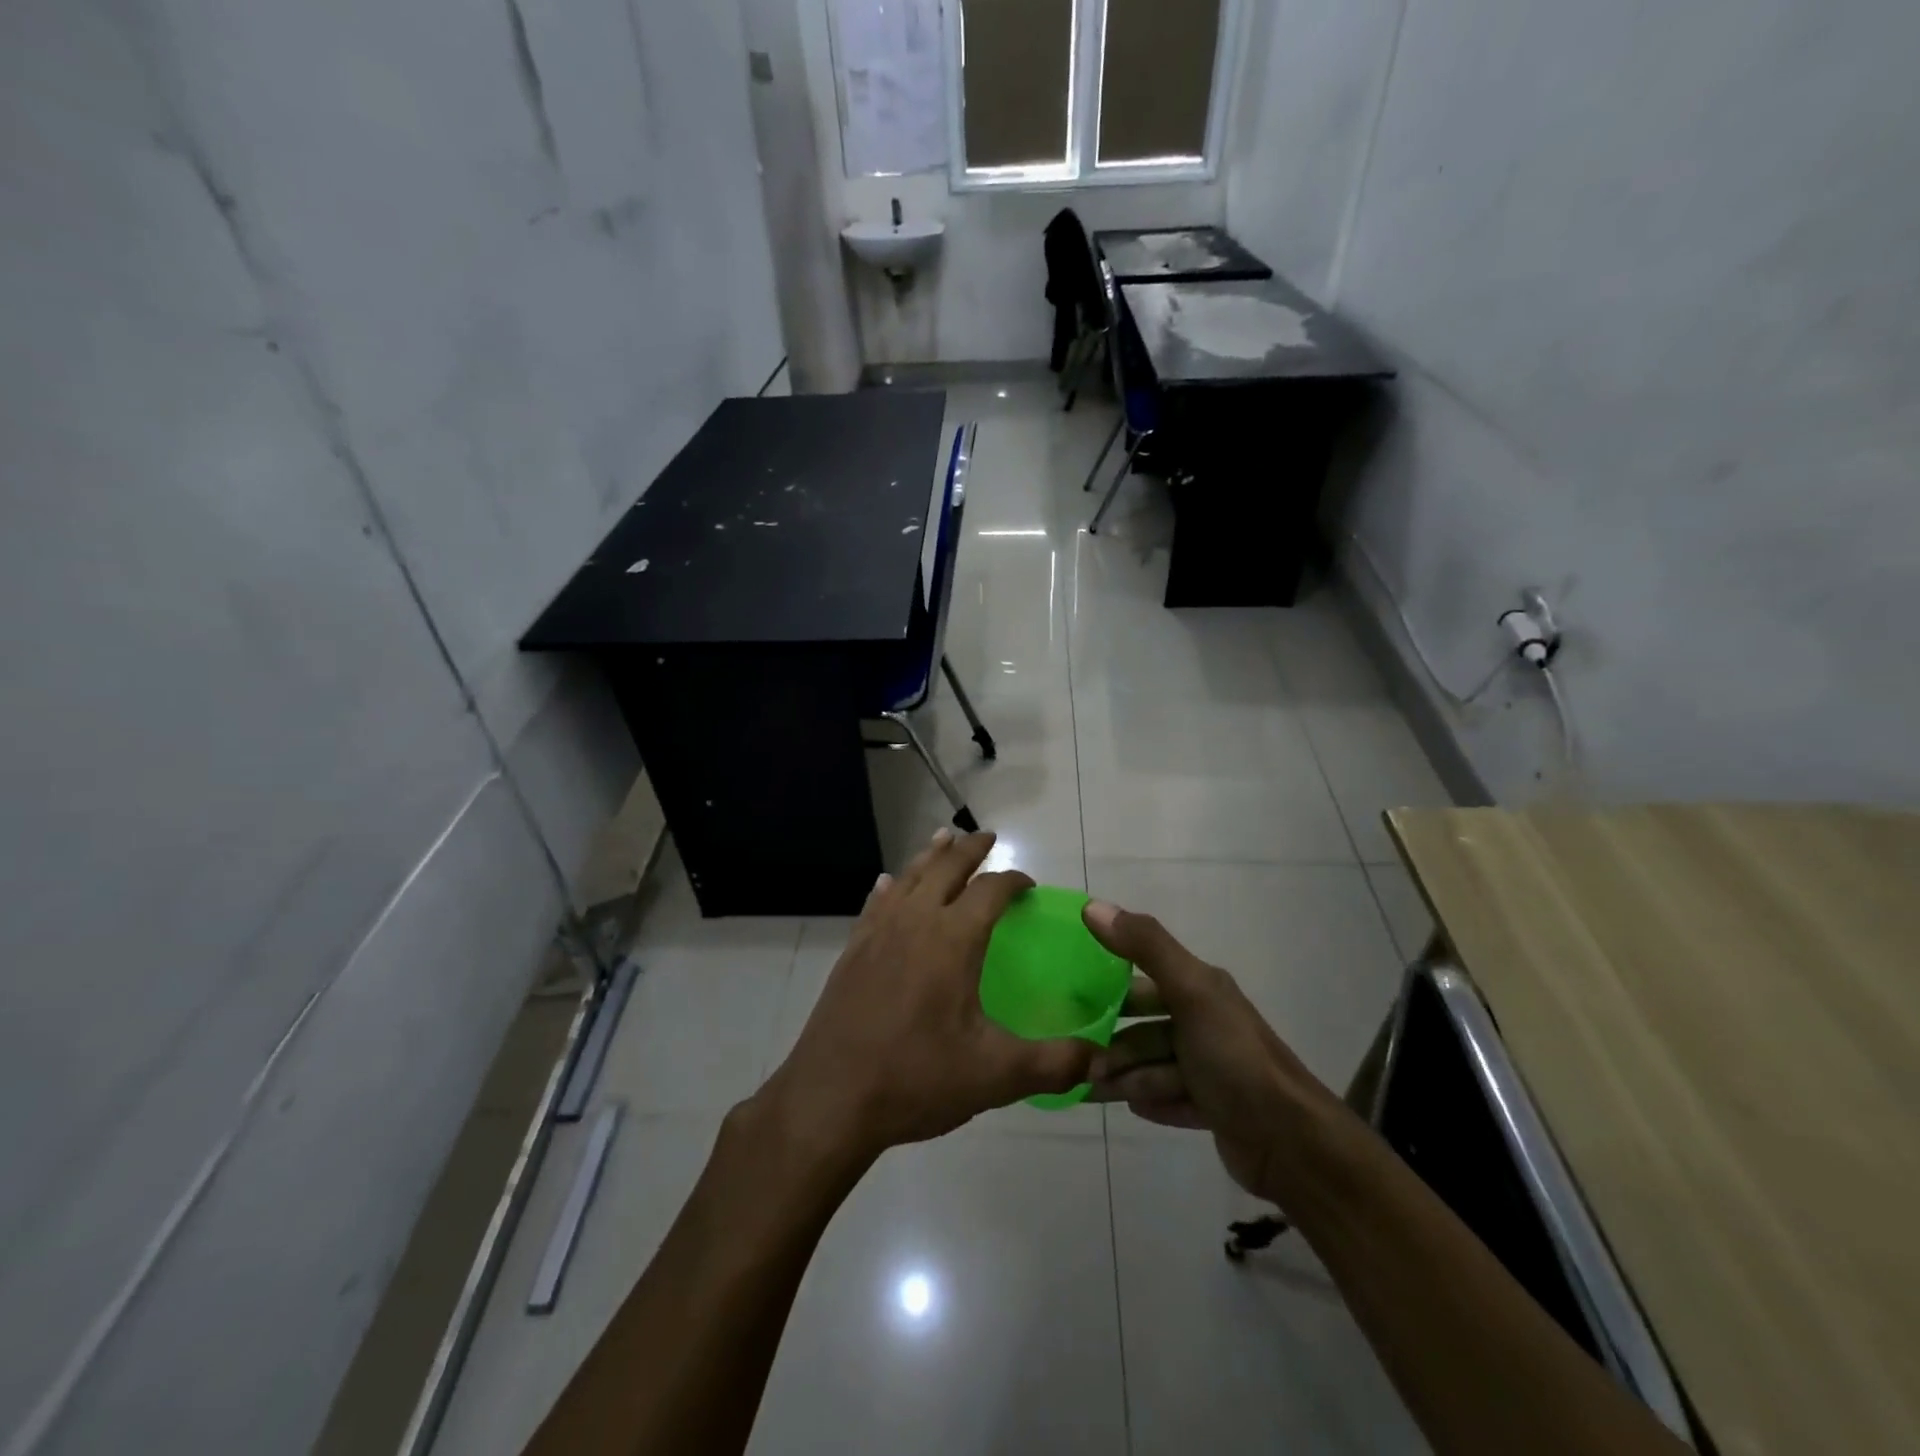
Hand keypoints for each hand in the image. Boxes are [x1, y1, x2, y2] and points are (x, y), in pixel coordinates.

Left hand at [759, 830, 1094, 1165]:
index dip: (1013, 880)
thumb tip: (1102, 1058)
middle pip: (945, 868)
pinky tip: (889, 884)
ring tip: (944, 839)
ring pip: (909, 877)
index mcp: (953, 940)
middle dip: (970, 849)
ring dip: (930, 856)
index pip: (990, 891)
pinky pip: (876, 903)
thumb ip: (1054, 1063)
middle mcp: (914, 922)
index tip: (1028, 884)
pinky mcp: (853, 951)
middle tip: (986, 837)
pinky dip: (891, 886)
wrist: (831, 1099)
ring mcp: (877, 933)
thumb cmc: (916, 1078)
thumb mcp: (995, 1076)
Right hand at [1083, 901, 1337, 1206]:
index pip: (1146, 980)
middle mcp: (1207, 1023)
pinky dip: (1151, 1100)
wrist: (1292, 1143)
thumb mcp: (1190, 992)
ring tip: (1094, 1089)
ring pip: (1156, 1065)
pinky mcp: (1216, 1109)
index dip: (1111, 990)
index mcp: (1202, 990)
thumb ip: (1144, 946)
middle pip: (1147, 1027)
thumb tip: (1092, 906)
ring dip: (1127, 1075)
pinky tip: (1132, 1107)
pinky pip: (1173, 1099)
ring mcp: (1212, 1068)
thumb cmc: (1234, 1058)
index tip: (1072, 1005)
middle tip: (1080, 1061)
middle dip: (1114, 1042)